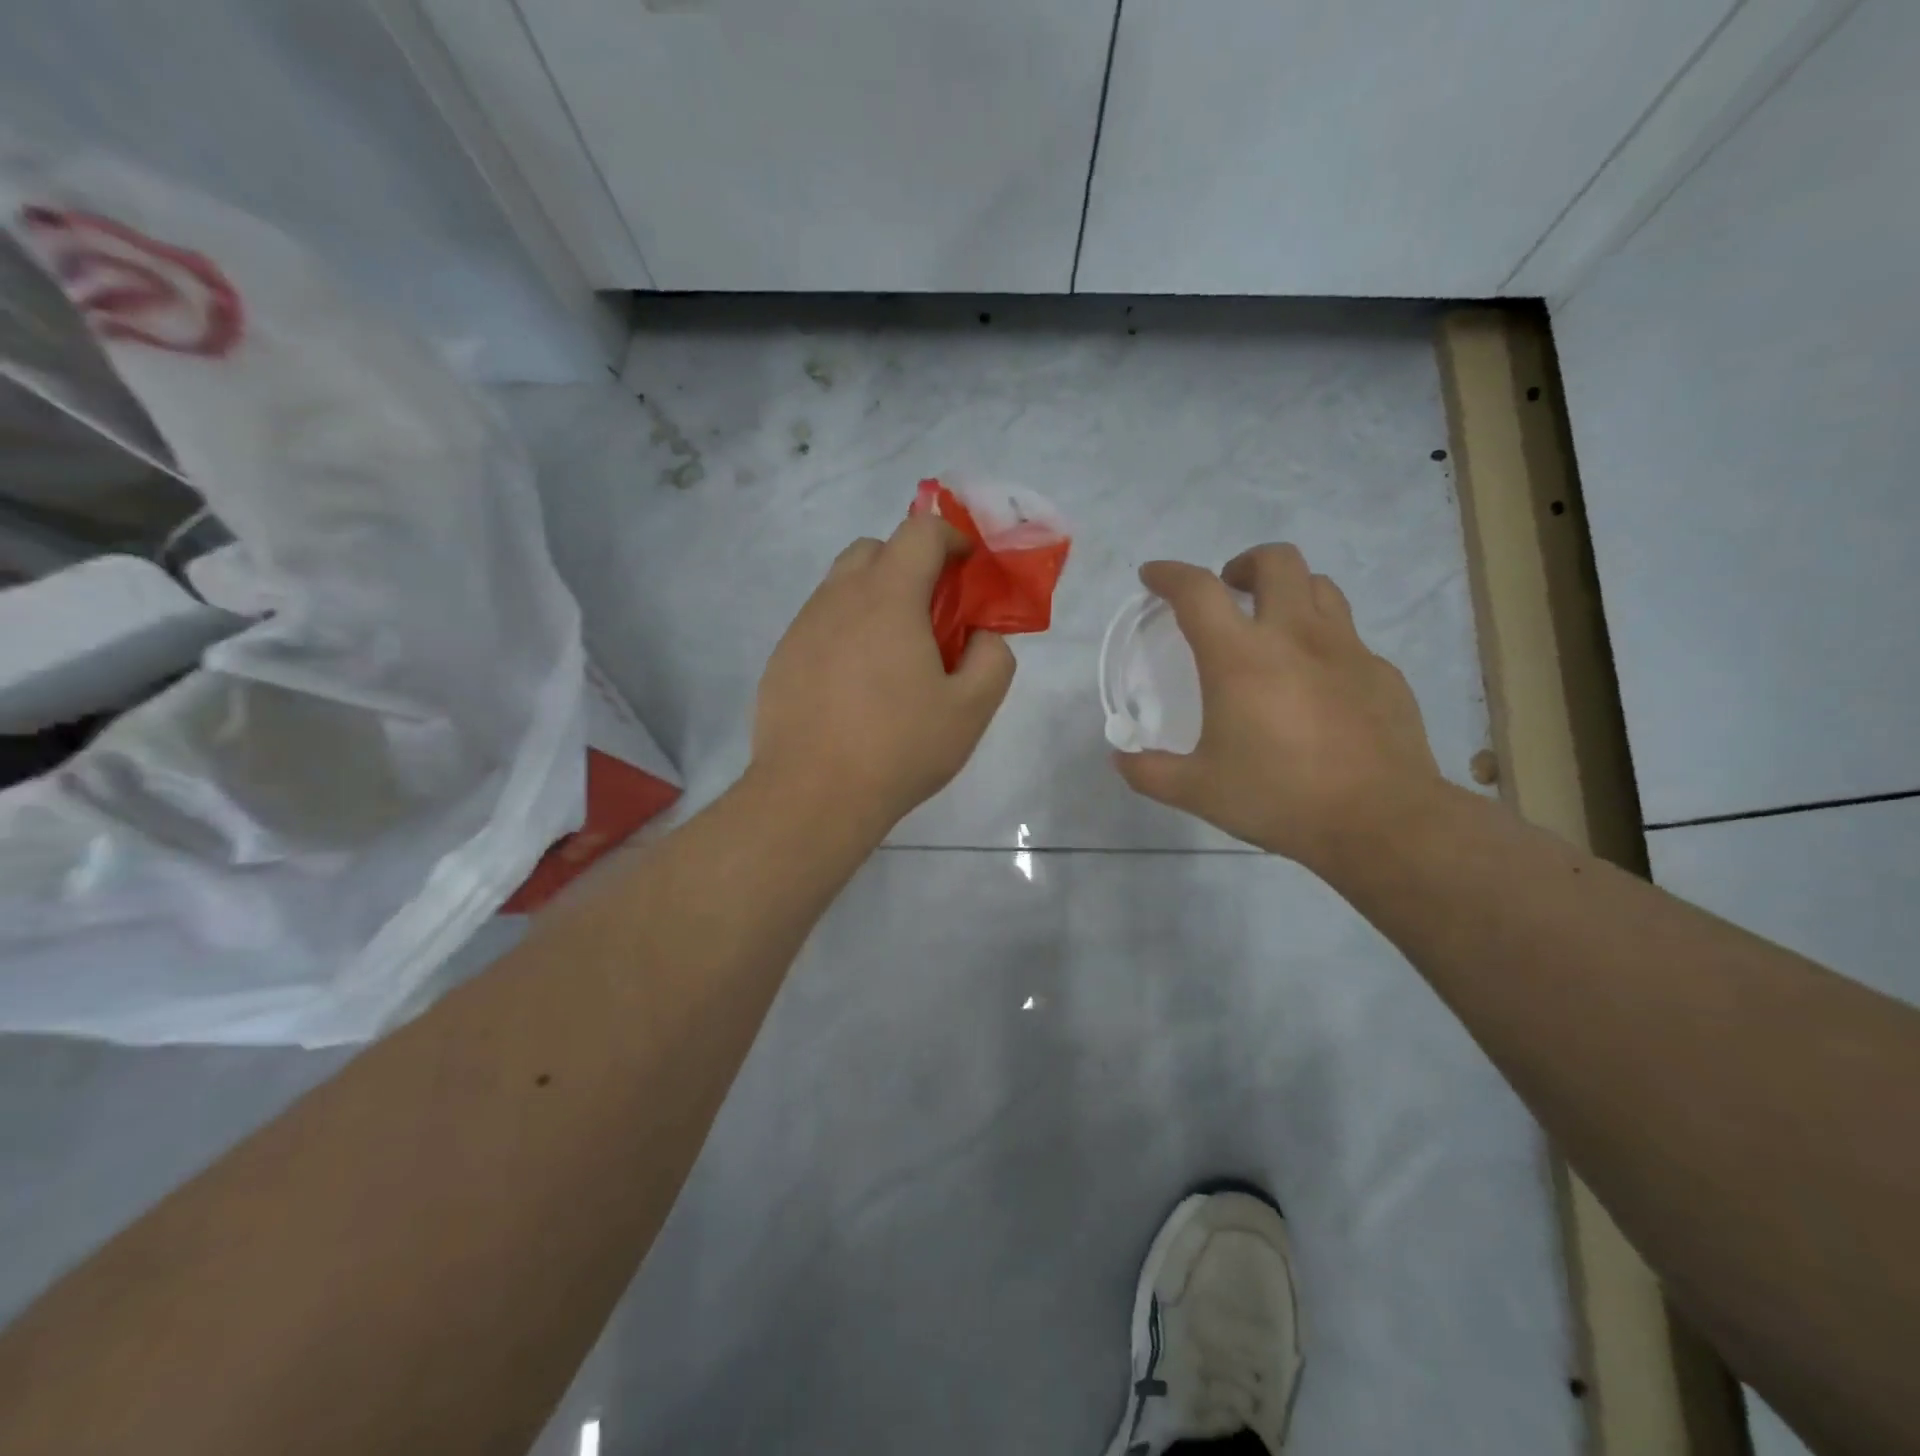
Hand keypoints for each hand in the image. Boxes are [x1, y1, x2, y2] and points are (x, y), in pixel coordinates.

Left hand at [752, 515, 1016, 834]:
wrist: (812, 795)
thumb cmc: (899, 748)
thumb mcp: (971, 709)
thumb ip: (993, 658)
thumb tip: (982, 635)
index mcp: (888, 596)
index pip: (921, 530)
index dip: (952, 538)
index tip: (968, 569)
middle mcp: (838, 598)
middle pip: (874, 549)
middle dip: (909, 564)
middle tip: (931, 614)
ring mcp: (802, 627)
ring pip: (841, 587)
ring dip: (874, 599)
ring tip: (893, 656)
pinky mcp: (780, 659)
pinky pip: (818, 625)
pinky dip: (844, 633)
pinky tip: (855, 687)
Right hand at [1112, 542, 1445, 869]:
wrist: (1380, 822)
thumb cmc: (1279, 797)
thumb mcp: (1197, 791)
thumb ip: (1149, 772)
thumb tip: (1120, 760)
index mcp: (1240, 657)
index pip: (1197, 591)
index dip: (1169, 574)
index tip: (1153, 577)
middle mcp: (1295, 636)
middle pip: (1275, 560)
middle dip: (1243, 565)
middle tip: (1228, 594)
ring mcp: (1346, 649)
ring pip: (1319, 587)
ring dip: (1288, 592)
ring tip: (1273, 625)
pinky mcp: (1381, 672)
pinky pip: (1348, 637)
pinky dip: (1323, 642)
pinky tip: (1316, 683)